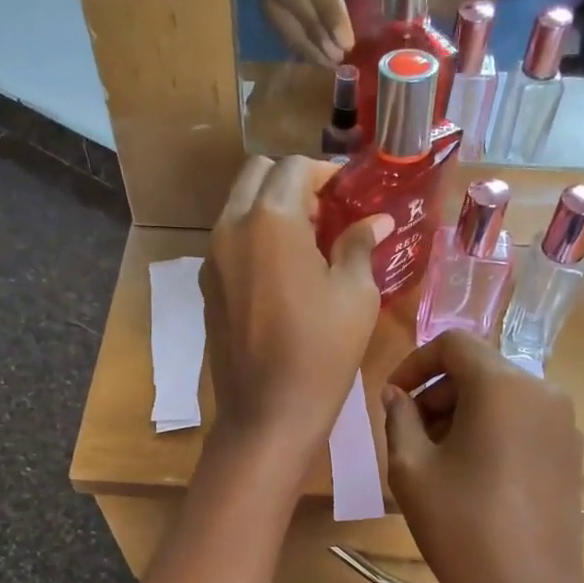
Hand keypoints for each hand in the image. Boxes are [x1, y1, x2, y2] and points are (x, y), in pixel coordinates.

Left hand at [203, 156, 392, 459]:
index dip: (326, 173)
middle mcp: (231, 228)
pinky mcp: (207, 288)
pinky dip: (254, 238)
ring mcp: (212, 259)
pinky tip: (283, 274)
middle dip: (292, 183)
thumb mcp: (355, 295)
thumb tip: (376, 220)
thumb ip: (359, 245)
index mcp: (269, 221)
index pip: (294, 168)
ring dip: (271, 209)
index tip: (349, 193)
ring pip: (238, 207)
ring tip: (308, 245)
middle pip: (257, 175)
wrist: (267, 414)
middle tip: (326, 215)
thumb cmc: (321, 353)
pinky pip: (229, 242)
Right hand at [261, 0, 382, 65]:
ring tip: (330, 62)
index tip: (347, 42)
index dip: (330, 9)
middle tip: (337, 56)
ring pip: (276, 9)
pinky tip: (317, 57)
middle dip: (314, 29)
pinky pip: (276, 22)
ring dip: (304, 42)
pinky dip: (297, 44)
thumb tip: (378, 25)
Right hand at [382, 332, 583, 582]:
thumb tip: (397, 396)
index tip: (393, 395)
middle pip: (481, 369)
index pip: (455, 344)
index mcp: (502, 385)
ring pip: (503, 395)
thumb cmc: (461, 526)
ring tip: (436, 455)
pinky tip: (472, 471)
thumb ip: (399, 418)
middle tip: (408, 431)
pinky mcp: (571, 453)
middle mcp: (542, 391)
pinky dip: (492, 429)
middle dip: (439, 391)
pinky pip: (524, 421)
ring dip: (464, 411)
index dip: (416, 362)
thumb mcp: (411, 469)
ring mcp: (564, 423)